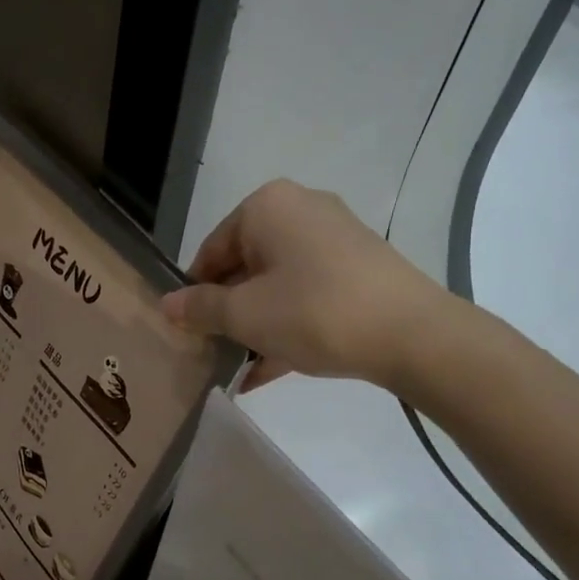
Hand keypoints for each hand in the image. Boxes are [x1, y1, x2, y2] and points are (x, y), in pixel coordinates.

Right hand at [160, 180, 457, 393]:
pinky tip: (267, 372)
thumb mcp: (245, 315)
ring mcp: (334, 239)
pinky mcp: (358, 269)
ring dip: (254, 327)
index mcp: (267, 207)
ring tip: (237, 370)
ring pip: (276, 285)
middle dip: (227, 314)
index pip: (211, 250)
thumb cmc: (314, 312)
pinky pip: (306, 295)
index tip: (189, 333)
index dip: (195, 295)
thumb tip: (166, 304)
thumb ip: (200, 308)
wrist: (412, 334)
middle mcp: (300, 210)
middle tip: (213, 353)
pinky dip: (286, 327)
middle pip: (245, 267)